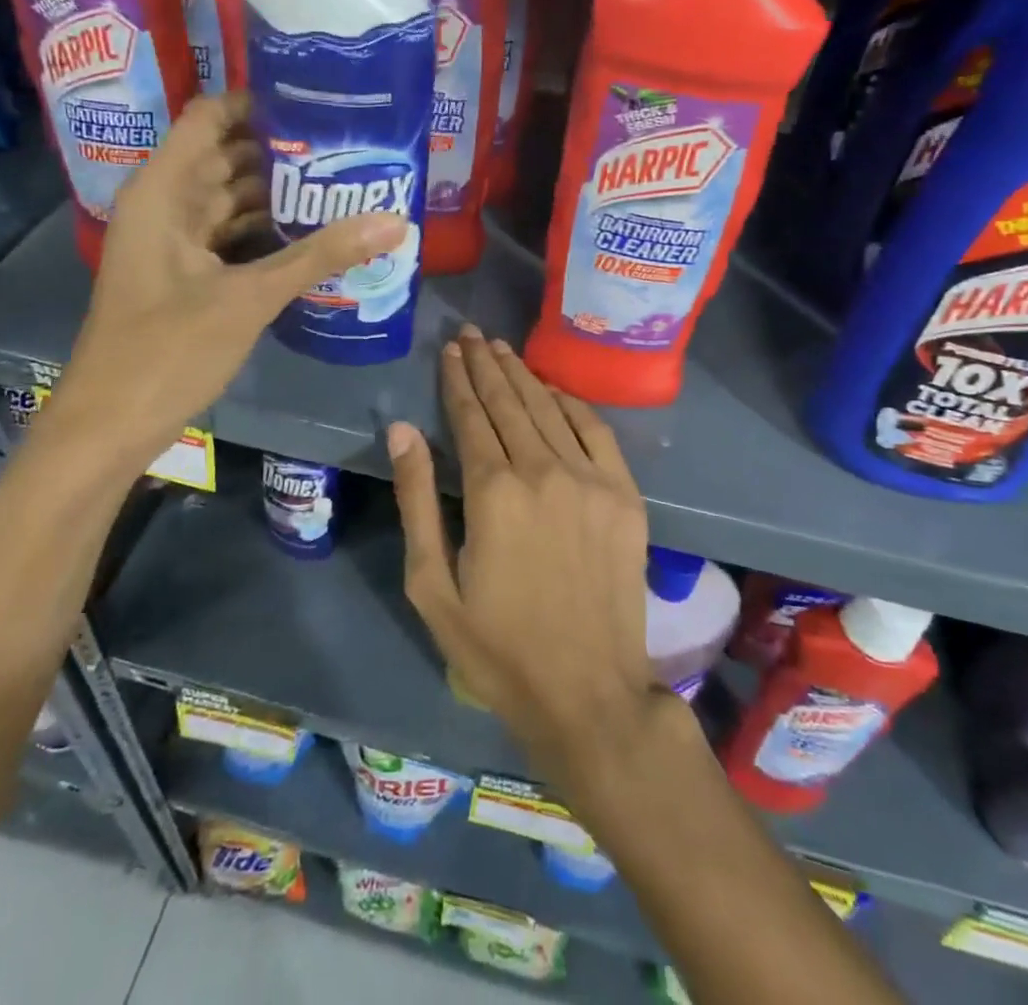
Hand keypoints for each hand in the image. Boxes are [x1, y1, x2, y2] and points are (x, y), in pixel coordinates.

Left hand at [47, 92, 405, 459]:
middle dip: (283, 152)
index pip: (210, 117)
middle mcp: (165, 206)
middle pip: (227, 157)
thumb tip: (394, 221)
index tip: (317, 102)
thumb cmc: (167, 351)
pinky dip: (267, 235)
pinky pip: (231, 239)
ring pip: (231, 201)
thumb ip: (319, 256)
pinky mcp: (185, 277)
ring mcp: (173, 244)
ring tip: (343, 185)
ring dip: (279, 196)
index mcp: (163, 191)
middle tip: (349, 146)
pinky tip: (313, 238)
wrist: (111, 426)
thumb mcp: (249, 298)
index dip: (258, 102)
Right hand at [388, 325, 667, 784]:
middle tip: (472, 333)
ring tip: (502, 349)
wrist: (588, 694)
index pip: (469, 415)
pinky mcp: (625, 496)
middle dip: (486, 363)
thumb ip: (417, 500)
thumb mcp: (432, 585)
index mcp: (493, 491)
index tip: (450, 349)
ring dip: (522, 374)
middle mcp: (543, 471)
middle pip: (509, 402)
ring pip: (549, 408)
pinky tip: (553, 388)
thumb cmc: (497, 648)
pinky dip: (571, 402)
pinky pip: (596, 430)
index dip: (457, 378)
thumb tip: (402, 430)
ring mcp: (591, 480)